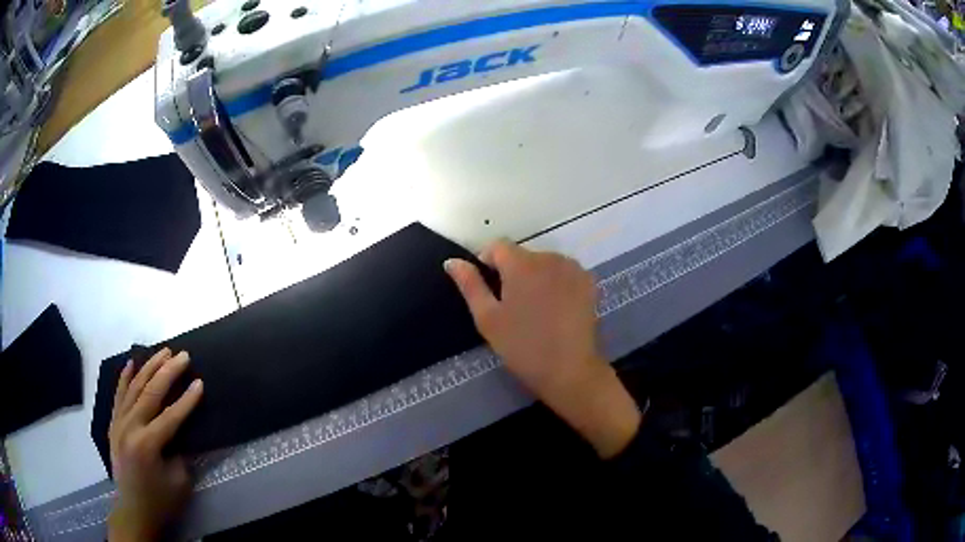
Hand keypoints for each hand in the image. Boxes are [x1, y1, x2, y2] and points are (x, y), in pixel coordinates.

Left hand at [107, 349, 203, 540]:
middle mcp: (130, 427)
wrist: (133, 509)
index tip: (200, 382)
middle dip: (168, 372)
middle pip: (150, 393)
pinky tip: (131, 363)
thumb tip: (181, 430)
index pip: (171, 416)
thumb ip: (180, 451)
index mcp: (147, 444)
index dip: (187, 400)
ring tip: (163, 351)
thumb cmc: (160, 500)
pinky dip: (125, 377)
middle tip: (183, 356)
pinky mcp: (113, 423)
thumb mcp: (179, 481)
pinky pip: (119, 395)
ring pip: (134, 387)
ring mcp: (119, 422)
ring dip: (149, 368)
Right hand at [445, 241, 640, 457]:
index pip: (497, 246)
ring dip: (535, 277)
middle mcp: (549, 256)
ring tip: (535, 310)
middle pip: (522, 255)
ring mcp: (572, 268)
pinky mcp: (588, 281)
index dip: (487, 263)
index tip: (489, 289)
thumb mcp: (488, 318)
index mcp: (521, 263)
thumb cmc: (522, 346)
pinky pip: (563, 272)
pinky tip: (556, 308)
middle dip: (513, 272)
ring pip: (544, 263)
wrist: (569, 370)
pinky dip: (556, 282)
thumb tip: (452, 261)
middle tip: (512, 307)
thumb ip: (470, 285)